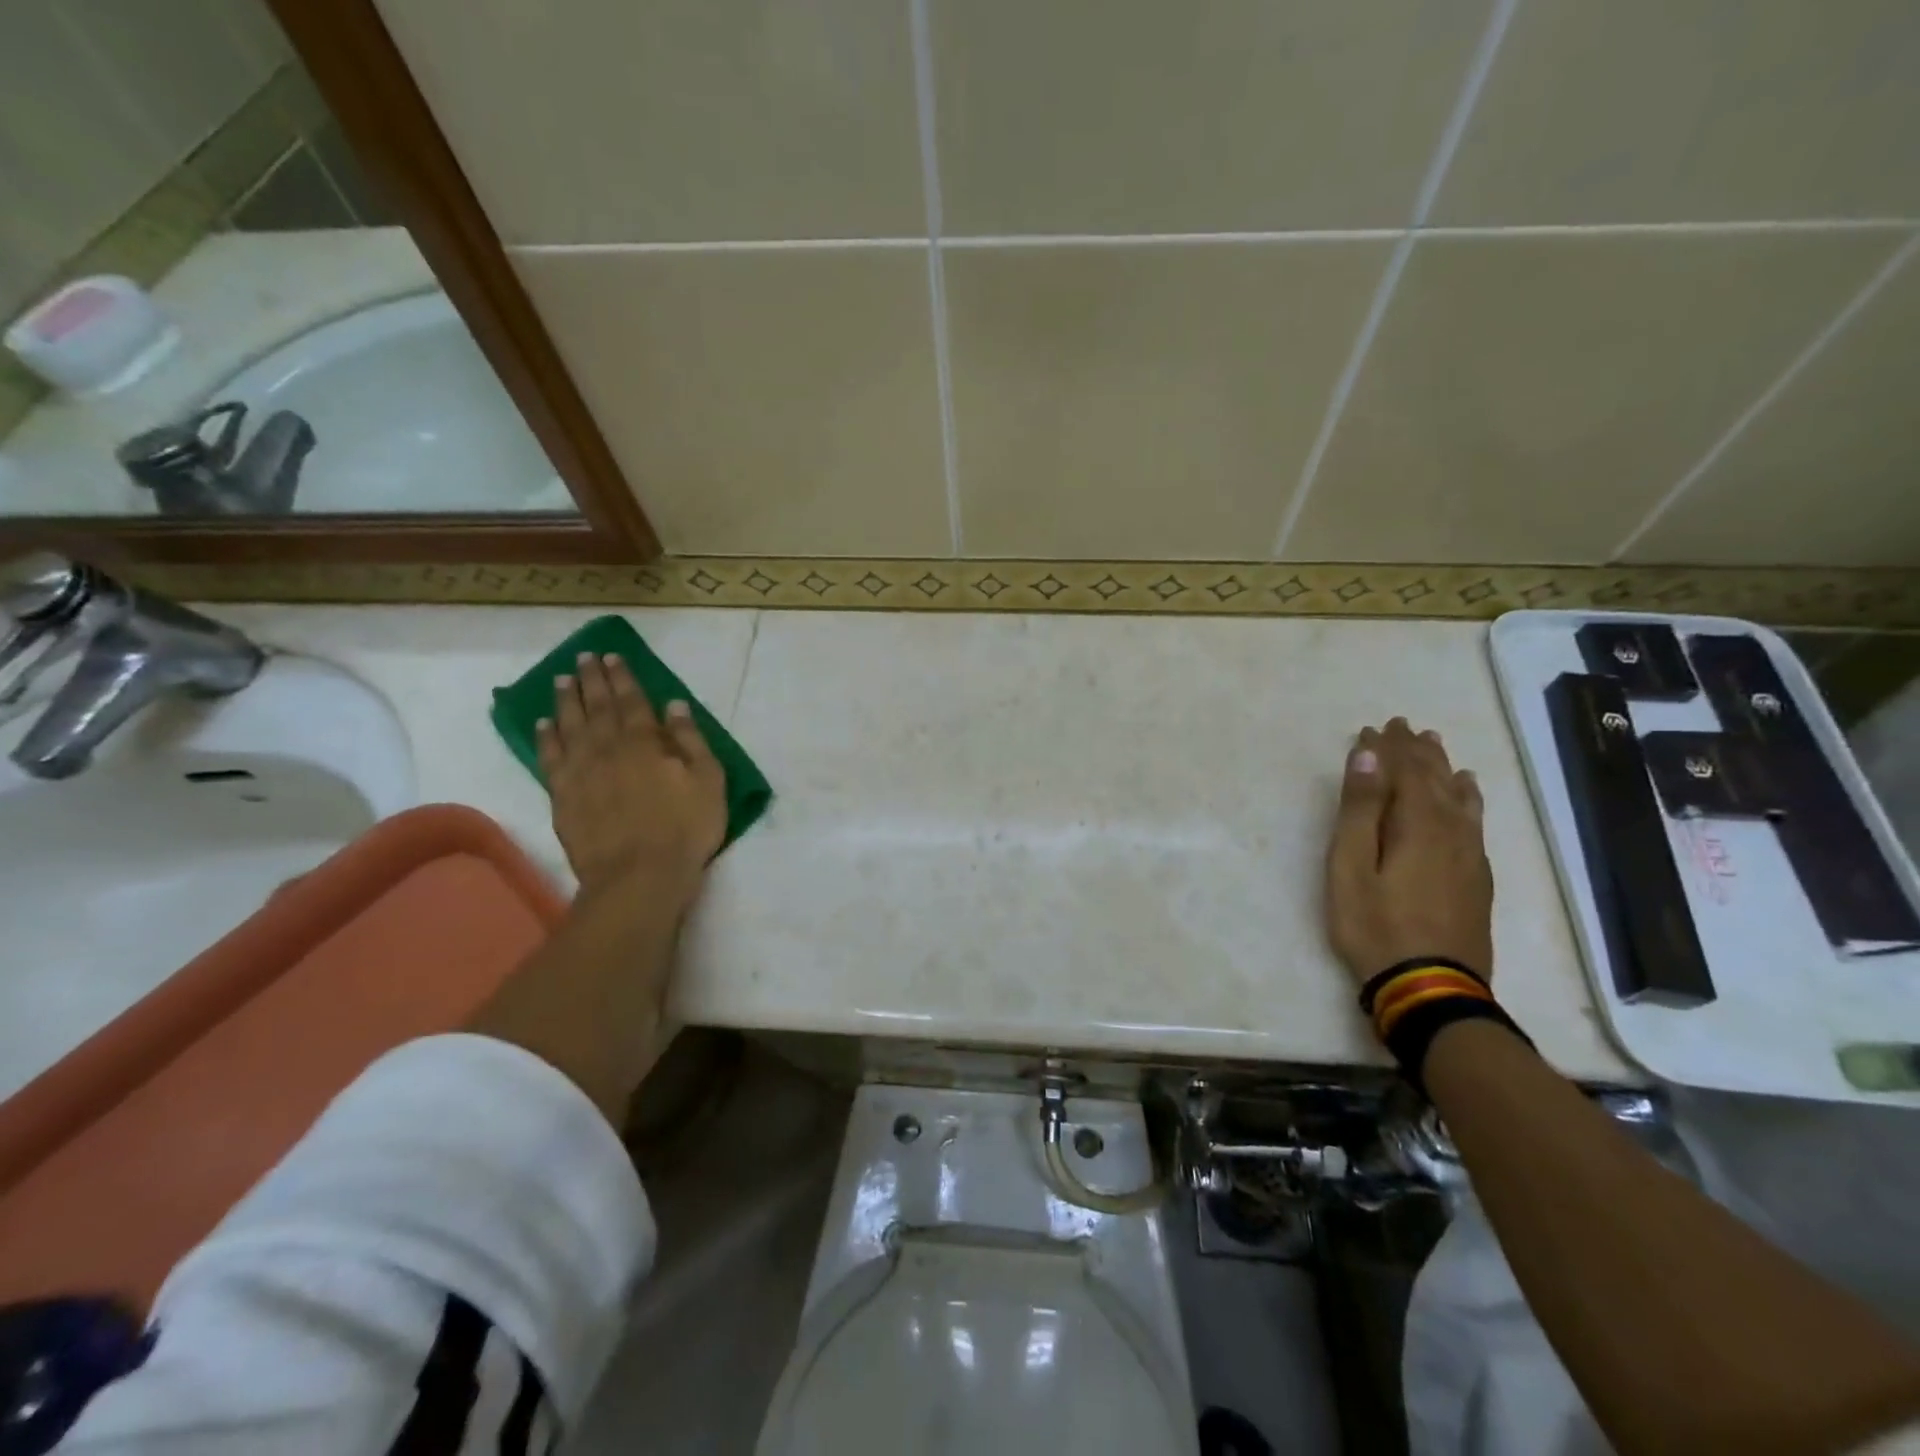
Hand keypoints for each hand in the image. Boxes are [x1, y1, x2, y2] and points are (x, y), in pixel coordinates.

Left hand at [537, 652, 726, 902]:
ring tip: (562, 680)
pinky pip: (550, 758)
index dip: (621, 676)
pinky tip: (544, 725)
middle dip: (591, 680)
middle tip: (583, 658)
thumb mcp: (708, 781)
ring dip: (566, 701)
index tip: (611, 656)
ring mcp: (580, 772)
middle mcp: (607, 748)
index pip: (631, 700)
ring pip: (569, 726)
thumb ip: (690, 740)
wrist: (638, 876)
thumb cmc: (684, 828)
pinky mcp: (563, 797)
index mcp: (644, 741)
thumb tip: (673, 706)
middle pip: (597, 706)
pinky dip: (546, 738)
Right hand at [1324, 717, 1493, 986]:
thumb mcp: (1350, 866)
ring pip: (1458, 797)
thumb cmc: (1374, 925)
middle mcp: (1451, 830)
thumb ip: (1360, 809)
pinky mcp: (1476, 876)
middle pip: (1433, 778)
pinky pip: (1474, 820)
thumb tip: (1369, 755)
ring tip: (1433, 745)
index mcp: (1417, 823)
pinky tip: (1467, 791)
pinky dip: (1467, 797)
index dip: (1387, 748)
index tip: (1371, 728)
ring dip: (1441, 768)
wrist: (1430, 988)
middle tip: (1400, 726)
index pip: (1403, 771)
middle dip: (1414, 751)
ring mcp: (1469, 854)